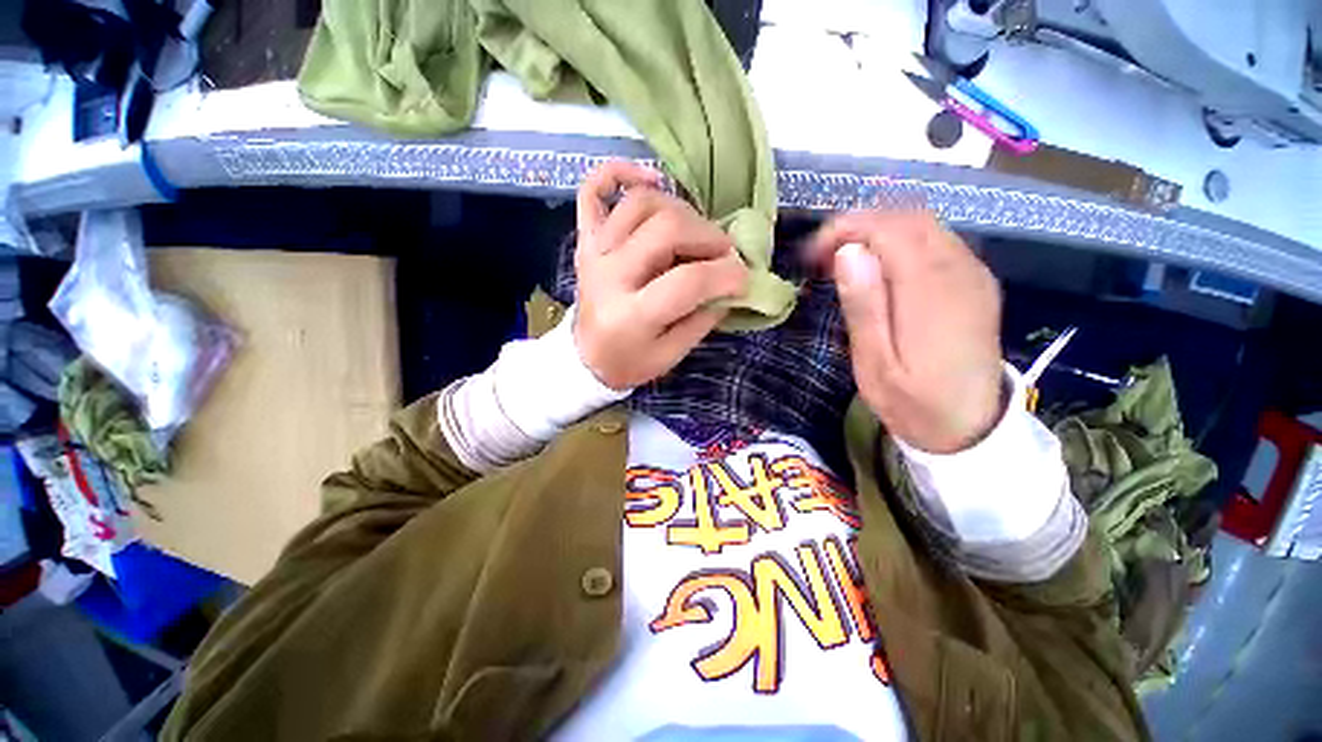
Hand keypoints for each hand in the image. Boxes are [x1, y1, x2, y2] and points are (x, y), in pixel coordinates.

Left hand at [573, 161, 747, 389]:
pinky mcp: (585, 239)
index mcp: (631, 314)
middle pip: (666, 230)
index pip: (687, 281)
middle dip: (708, 236)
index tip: (745, 277)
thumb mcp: (671, 355)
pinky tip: (652, 181)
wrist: (585, 358)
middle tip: (724, 252)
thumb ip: (703, 319)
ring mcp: (594, 251)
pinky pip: (592, 191)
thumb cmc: (630, 362)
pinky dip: (620, 173)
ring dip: (679, 210)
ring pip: (640, 203)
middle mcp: (609, 275)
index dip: (726, 275)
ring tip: (695, 232)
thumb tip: (732, 285)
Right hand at [807, 211, 1004, 453]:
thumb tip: (848, 253)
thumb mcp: (875, 365)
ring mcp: (973, 273)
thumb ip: (864, 307)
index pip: (888, 229)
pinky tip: (879, 266)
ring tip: (844, 259)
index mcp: (931, 292)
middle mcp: (959, 270)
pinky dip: (900, 240)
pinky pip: (937, 240)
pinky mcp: (976, 281)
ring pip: (923, 224)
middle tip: (822, 255)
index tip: (811, 254)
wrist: (971, 428)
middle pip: (907, 218)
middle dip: (858, 225)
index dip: (844, 230)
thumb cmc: (912, 402)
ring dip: (877, 230)